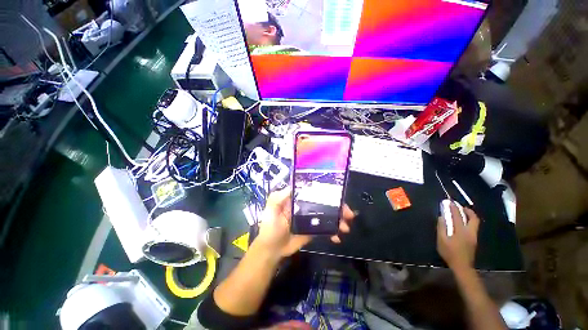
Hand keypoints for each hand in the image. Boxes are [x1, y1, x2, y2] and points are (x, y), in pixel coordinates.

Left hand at [255, 187, 354, 257]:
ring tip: (345, 228)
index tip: (338, 196)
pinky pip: (326, 229)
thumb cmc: (270, 227)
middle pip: (325, 203)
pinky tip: (337, 238)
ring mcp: (311, 218)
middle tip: (349, 214)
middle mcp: (306, 206)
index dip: (326, 192)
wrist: (272, 249)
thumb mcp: (271, 209)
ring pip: (328, 215)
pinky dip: (333, 232)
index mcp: (297, 199)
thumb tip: (294, 186)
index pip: (314, 191)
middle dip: (338, 207)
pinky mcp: (313, 230)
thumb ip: (279, 196)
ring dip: (339, 220)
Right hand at [437, 203, 479, 271]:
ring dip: (469, 216)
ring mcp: (474, 236)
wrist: (462, 266)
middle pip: (473, 218)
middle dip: (468, 211)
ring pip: (475, 223)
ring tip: (462, 213)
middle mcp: (470, 232)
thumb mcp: (441, 240)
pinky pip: (473, 227)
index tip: (450, 202)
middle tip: (460, 207)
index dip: (453, 208)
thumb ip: (441, 228)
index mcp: (461, 231)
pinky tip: (463, 223)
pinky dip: (469, 221)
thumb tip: (442, 217)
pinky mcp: (474, 240)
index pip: (458, 216)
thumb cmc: (450, 253)